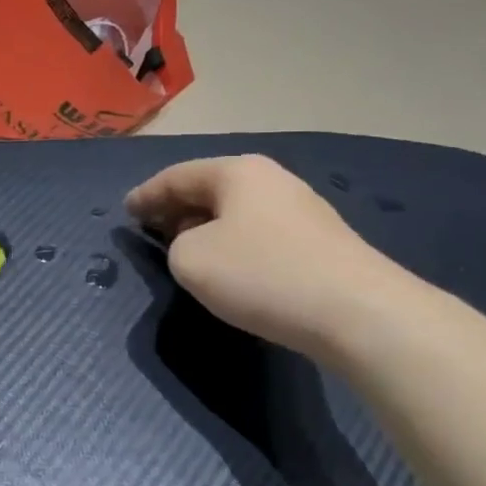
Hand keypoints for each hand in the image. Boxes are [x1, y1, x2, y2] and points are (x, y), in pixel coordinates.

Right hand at [125, 154, 410, 355]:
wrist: (360, 314)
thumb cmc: (262, 275)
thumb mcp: (190, 260)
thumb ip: (175, 245)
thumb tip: (197, 245)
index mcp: (237, 172)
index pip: (176, 177)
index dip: (145, 195)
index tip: (125, 211)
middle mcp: (272, 180)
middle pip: (210, 190)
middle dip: (176, 208)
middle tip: (151, 227)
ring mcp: (303, 210)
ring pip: (238, 213)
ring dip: (207, 227)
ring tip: (186, 248)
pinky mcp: (322, 243)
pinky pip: (261, 234)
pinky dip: (235, 244)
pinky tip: (231, 267)